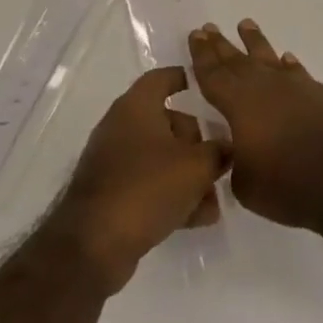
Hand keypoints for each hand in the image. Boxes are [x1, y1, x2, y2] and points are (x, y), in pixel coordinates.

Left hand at [52, 68, 227, 292]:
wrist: (94, 245)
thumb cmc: (147, 188)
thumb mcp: (196, 167)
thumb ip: (218, 152)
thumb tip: (227, 147)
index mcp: (136, 106)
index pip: (162, 78)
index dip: (184, 78)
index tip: (206, 86)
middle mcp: (121, 126)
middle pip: (167, 122)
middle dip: (197, 142)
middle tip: (220, 161)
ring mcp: (112, 161)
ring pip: (160, 158)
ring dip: (188, 175)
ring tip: (213, 201)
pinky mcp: (110, 193)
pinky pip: (147, 184)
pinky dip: (170, 194)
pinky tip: (197, 218)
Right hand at [188, 20, 322, 236]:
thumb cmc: (290, 185)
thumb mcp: (246, 185)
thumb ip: (236, 162)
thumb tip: (241, 151)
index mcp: (240, 104)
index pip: (214, 74)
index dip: (202, 55)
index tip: (196, 35)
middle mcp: (267, 86)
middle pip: (238, 60)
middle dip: (222, 45)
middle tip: (209, 27)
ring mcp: (298, 87)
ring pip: (270, 58)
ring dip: (256, 42)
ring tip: (246, 25)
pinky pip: (299, 73)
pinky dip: (290, 65)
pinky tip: (287, 59)